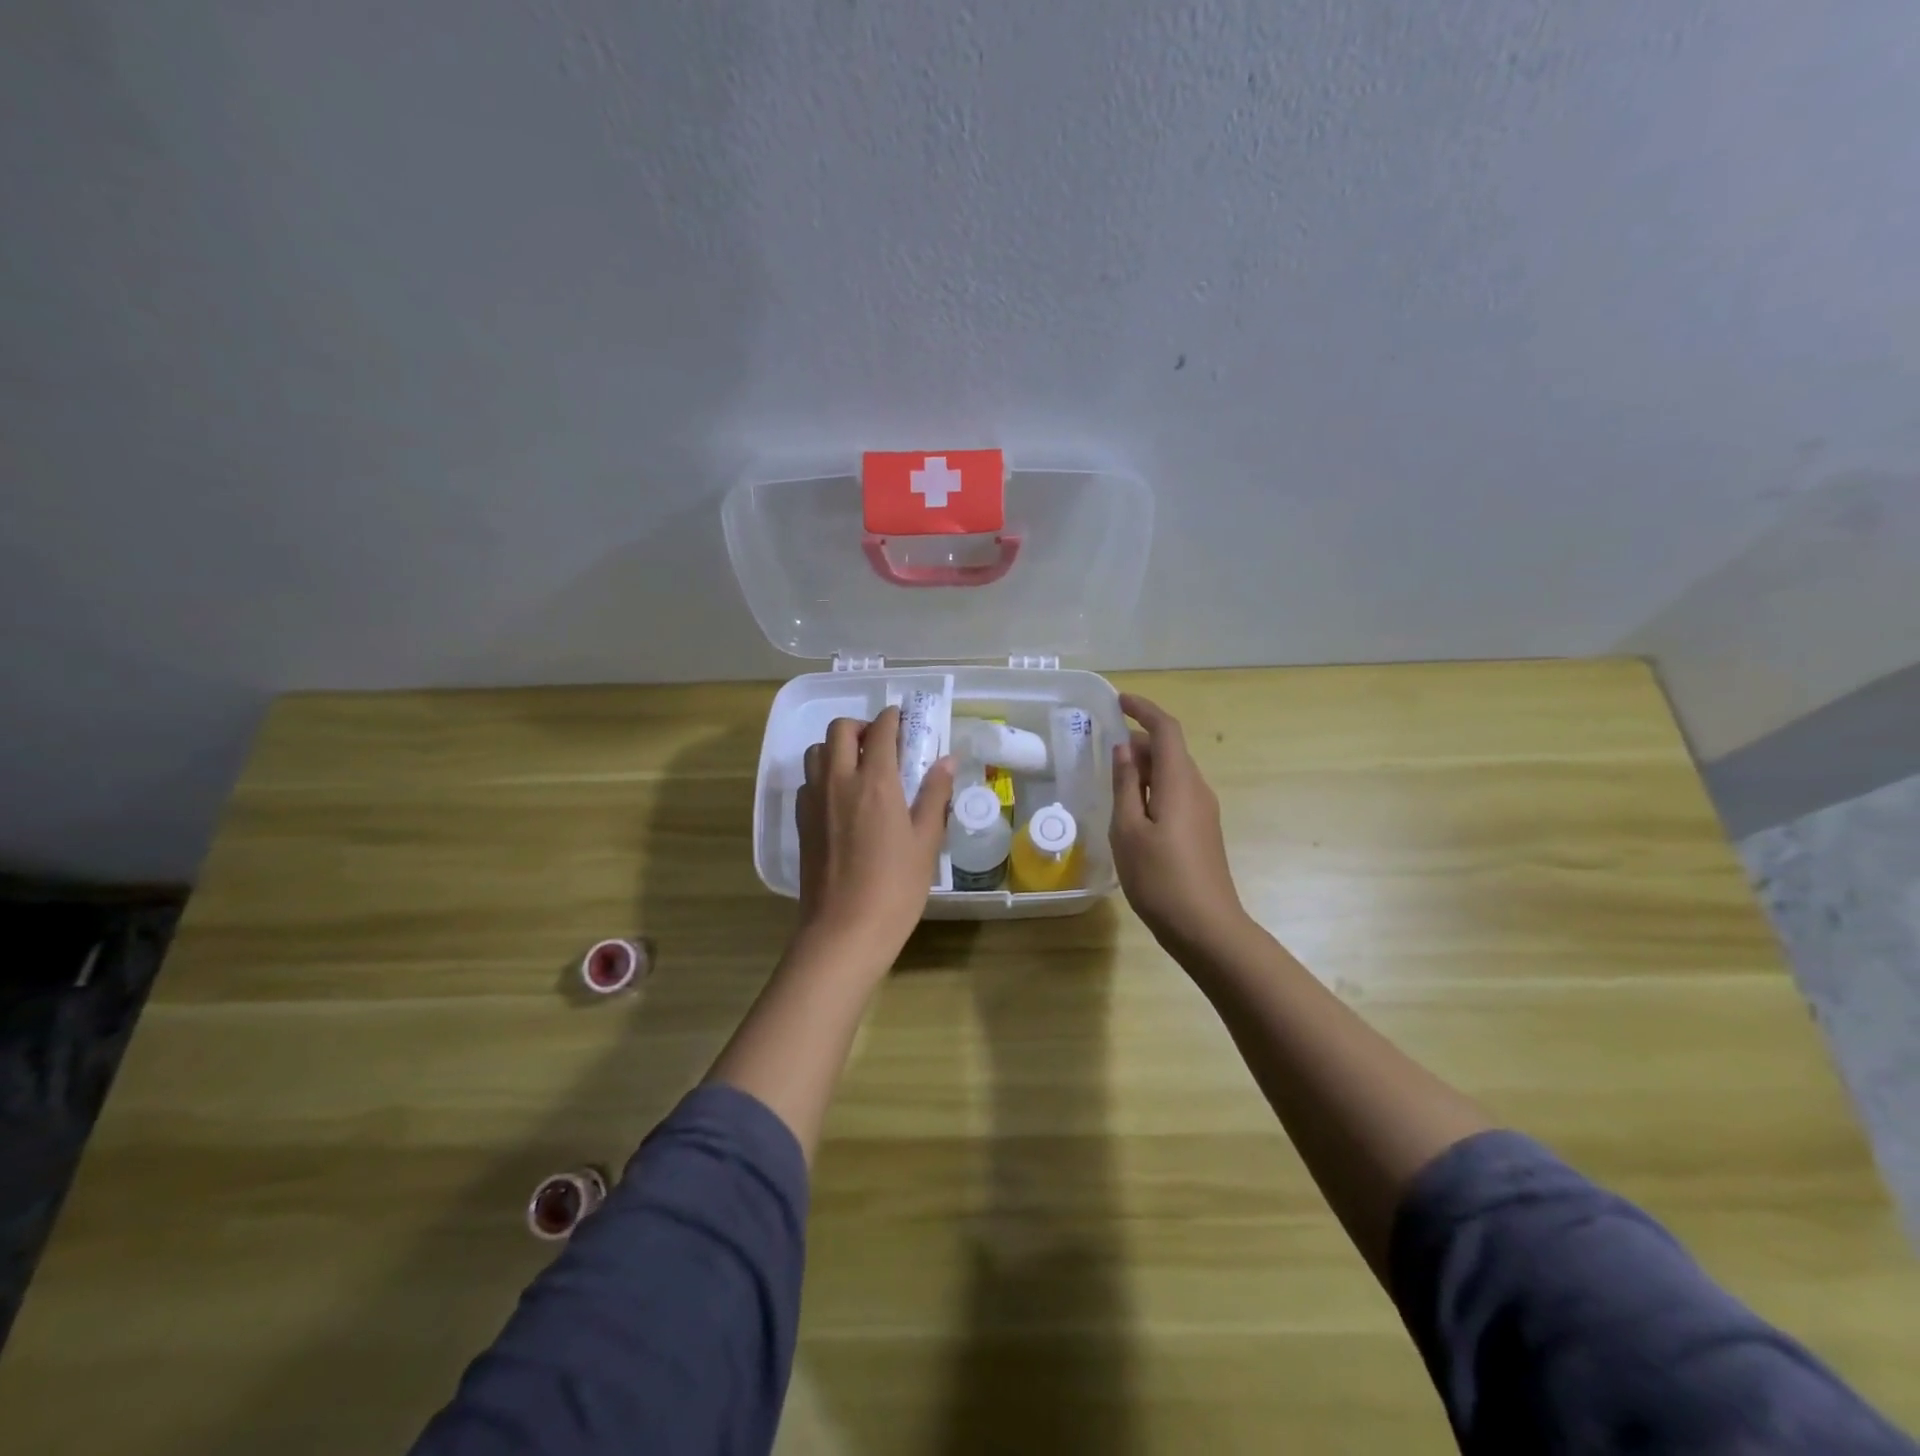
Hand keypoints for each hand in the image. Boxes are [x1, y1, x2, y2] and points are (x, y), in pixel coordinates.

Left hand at [794, 706, 954, 975]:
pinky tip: (842, 800)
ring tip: (861, 768)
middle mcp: (839, 781)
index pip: (881, 730)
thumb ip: (935, 796)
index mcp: (875, 782)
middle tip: (883, 743)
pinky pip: (808, 781)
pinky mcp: (801, 821)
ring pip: (817, 751)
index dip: (893, 717)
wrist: (844, 930)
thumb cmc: (895, 887)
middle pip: (840, 729)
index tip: (905, 719)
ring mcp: (814, 800)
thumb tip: (946, 760)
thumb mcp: (926, 841)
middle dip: (862, 726)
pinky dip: (824, 775)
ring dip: (838, 747)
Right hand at [1110, 693, 1249, 954]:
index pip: (1166, 730)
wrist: (1207, 928)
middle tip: (1103, 748)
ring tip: (1112, 779)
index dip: (1143, 709)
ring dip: (1144, 767)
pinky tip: (1130, 810)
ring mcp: (1203, 811)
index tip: (1117, 701)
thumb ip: (1126, 785)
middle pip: (1170, 750)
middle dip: (1139, 740)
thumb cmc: (1160, 878)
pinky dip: (1152, 788)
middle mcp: (1197, 789)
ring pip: (1172, 773)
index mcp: (1179, 782)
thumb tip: (1124, 749)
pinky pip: (1176, 794)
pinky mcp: (1201, 831)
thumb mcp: (1128, 830)